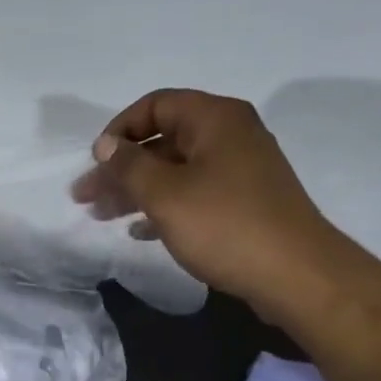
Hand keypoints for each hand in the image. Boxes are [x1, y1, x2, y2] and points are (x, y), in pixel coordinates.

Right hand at [71, 88, 352, 324]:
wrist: (295, 274)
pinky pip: (194, 194)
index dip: (119, 130)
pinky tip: (140, 231)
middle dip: (121, 168)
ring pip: (175, 171)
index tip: (95, 162)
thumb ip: (129, 166)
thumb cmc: (225, 226)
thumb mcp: (165, 194)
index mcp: (215, 119)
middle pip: (163, 141)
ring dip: (136, 191)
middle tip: (85, 197)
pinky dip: (164, 207)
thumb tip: (106, 145)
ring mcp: (240, 170)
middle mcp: (230, 135)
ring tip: (102, 216)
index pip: (156, 105)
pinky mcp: (244, 202)